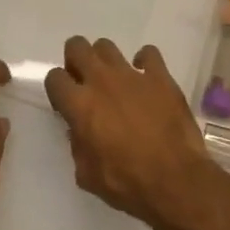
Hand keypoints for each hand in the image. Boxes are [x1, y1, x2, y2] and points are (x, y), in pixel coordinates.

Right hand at [45, 37, 228, 229]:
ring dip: (105, 61)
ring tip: (115, 82)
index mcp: (80, 105)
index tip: (66, 103)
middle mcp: (101, 81)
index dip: (57, 89)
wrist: (176, 181)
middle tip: (85, 82)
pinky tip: (146, 80)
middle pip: (77, 46)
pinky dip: (144, 63)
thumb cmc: (127, 183)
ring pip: (107, 46)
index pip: (54, 78)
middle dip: (76, 60)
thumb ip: (77, 144)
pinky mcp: (160, 76)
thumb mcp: (87, 174)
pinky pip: (148, 53)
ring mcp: (132, 75)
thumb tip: (80, 129)